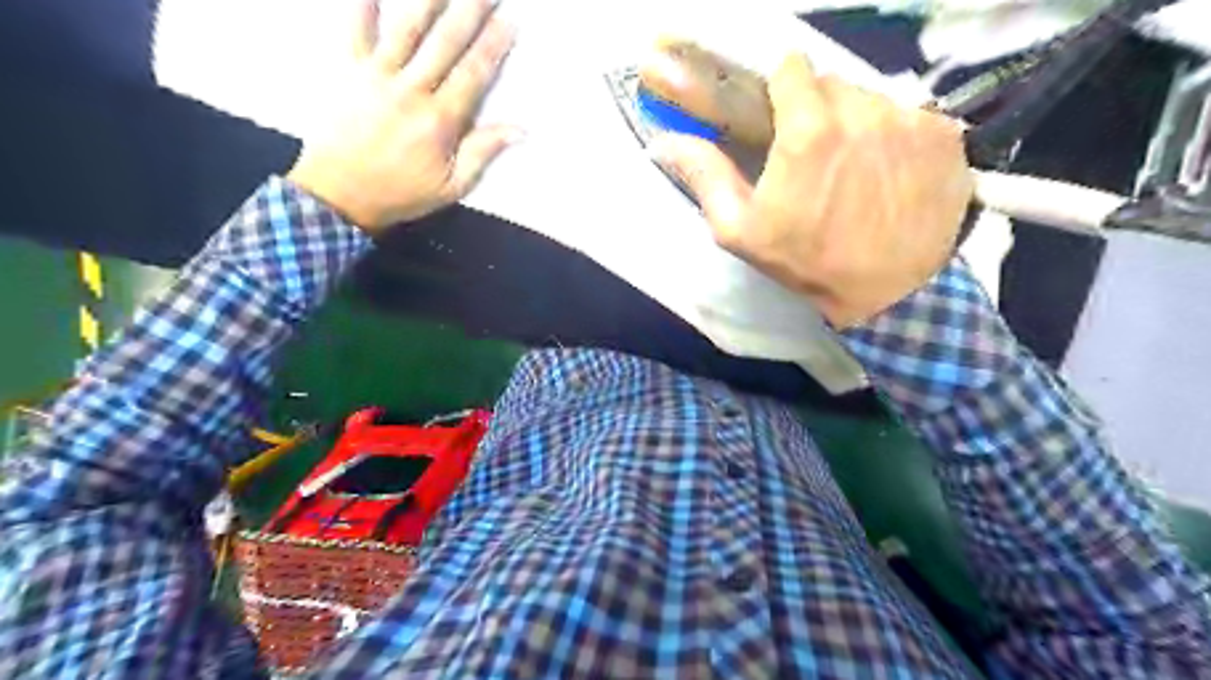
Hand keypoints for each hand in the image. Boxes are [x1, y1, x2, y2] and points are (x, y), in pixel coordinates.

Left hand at [288, 0, 523, 232]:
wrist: (338, 194)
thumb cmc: (400, 193)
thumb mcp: (451, 186)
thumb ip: (482, 153)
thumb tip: (520, 130)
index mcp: (440, 120)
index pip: (473, 74)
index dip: (494, 46)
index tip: (509, 22)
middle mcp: (411, 89)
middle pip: (446, 42)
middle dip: (470, 12)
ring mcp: (376, 75)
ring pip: (407, 28)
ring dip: (429, 1)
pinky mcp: (347, 70)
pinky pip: (355, 29)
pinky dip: (364, 5)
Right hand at [652, 53, 972, 325]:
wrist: (888, 294)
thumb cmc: (806, 262)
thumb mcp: (740, 230)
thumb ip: (705, 176)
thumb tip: (663, 141)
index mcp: (808, 130)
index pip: (792, 67)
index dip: (782, 90)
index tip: (781, 118)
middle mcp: (864, 110)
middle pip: (832, 83)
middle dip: (817, 109)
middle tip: (814, 154)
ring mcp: (910, 120)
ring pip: (872, 97)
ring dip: (857, 122)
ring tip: (853, 167)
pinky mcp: (945, 136)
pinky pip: (910, 116)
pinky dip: (896, 137)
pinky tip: (889, 174)